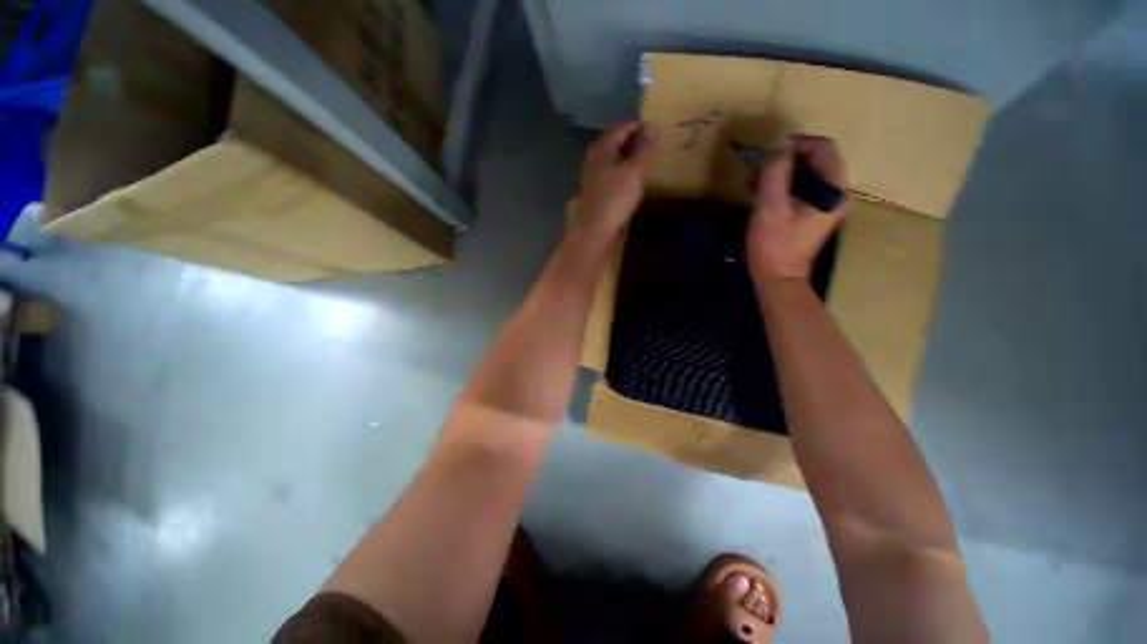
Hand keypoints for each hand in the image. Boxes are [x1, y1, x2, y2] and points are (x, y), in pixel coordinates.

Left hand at [576, 122, 655, 238]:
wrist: (596, 232)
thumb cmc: (615, 199)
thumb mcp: (635, 170)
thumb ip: (645, 148)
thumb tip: (654, 126)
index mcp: (601, 149)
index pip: (622, 127)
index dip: (640, 127)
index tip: (659, 132)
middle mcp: (594, 160)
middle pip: (617, 143)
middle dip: (636, 142)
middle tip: (656, 147)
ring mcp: (594, 178)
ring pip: (615, 161)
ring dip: (631, 159)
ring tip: (649, 163)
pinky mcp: (598, 193)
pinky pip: (614, 176)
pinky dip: (626, 174)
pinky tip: (636, 181)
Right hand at [747, 136, 847, 280]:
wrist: (778, 279)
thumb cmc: (774, 245)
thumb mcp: (770, 207)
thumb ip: (776, 172)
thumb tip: (779, 142)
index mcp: (833, 189)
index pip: (823, 148)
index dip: (796, 144)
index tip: (769, 153)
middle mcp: (835, 193)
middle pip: (816, 159)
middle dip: (787, 159)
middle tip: (760, 169)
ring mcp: (825, 205)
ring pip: (807, 173)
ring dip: (782, 172)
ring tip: (756, 182)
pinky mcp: (812, 214)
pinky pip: (801, 188)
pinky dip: (783, 186)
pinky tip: (762, 195)